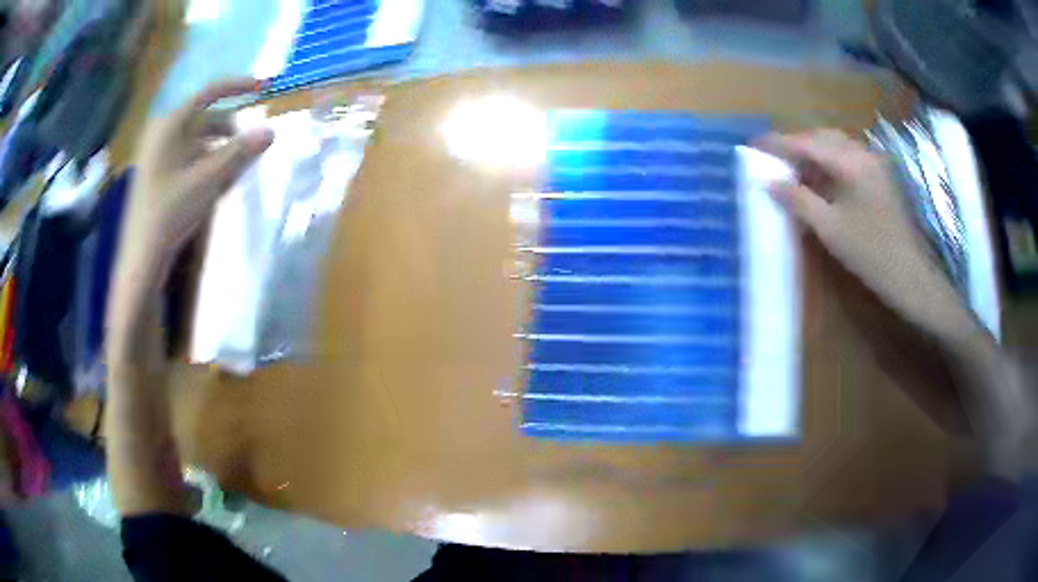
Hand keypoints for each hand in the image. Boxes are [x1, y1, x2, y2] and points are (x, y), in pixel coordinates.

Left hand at [119, 78, 272, 281]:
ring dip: (219, 147)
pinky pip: (187, 156)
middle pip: (204, 117)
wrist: (141, 257)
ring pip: (197, 139)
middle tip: (250, 143)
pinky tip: (215, 181)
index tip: (263, 87)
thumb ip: (239, 152)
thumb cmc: (170, 212)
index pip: (209, 92)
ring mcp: (157, 154)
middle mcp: (162, 132)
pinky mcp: (157, 173)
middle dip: (229, 128)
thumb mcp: (208, 180)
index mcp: (171, 124)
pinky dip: (205, 161)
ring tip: (236, 168)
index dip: (237, 86)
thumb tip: (270, 130)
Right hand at [756, 130, 978, 347]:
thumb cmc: (870, 253)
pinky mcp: (880, 179)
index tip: (755, 145)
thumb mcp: (830, 229)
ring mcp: (875, 165)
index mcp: (851, 163)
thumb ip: (798, 200)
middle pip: (823, 138)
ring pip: (837, 148)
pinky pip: (849, 161)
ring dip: (814, 154)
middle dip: (797, 145)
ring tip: (794, 170)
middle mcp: (863, 154)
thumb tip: (769, 182)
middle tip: (775, 158)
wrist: (910, 275)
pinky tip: (821, 181)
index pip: (808, 143)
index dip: (780, 144)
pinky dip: (830, 165)